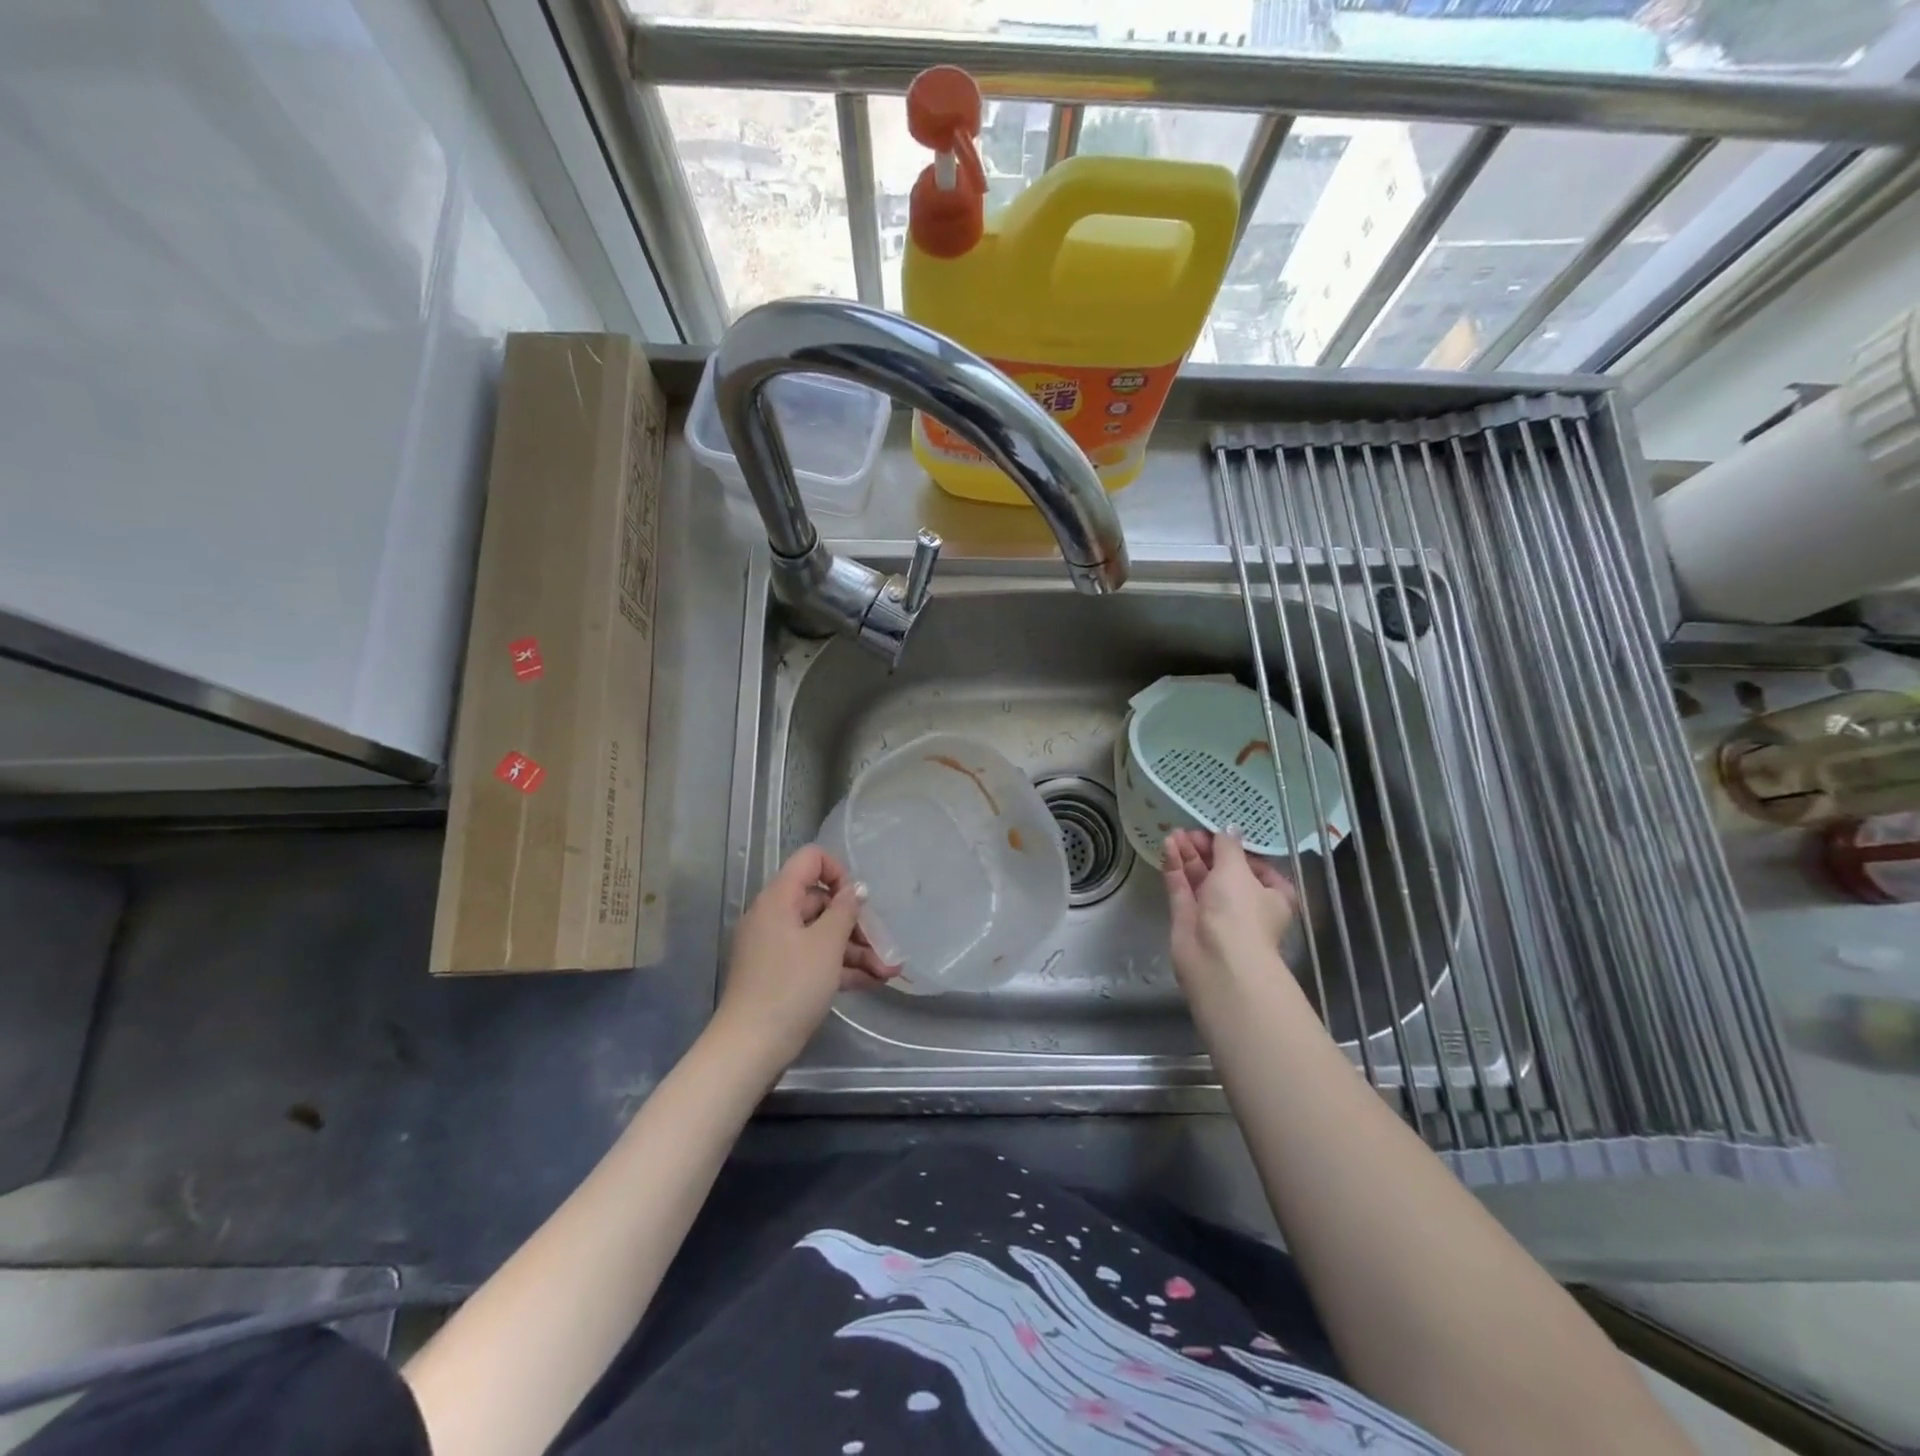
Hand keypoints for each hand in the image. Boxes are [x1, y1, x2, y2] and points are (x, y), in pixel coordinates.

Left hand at [713, 845, 899, 1067]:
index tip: (858, 901)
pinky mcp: (780, 975)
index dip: (838, 872)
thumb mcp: (826, 945)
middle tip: (886, 947)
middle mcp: (774, 916)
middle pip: (821, 903)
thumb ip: (845, 911)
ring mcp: (776, 947)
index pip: (810, 860)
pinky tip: (872, 982)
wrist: (750, 1047)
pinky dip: (840, 967)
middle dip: (858, 924)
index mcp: (779, 899)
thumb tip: (855, 889)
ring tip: (889, 972)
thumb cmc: (790, 986)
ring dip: (857, 950)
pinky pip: (815, 959)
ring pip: (822, 935)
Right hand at [1162, 827, 1300, 997]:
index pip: (1256, 865)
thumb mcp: (1237, 870)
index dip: (1238, 847)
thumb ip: (1228, 846)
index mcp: (1271, 895)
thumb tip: (1229, 828)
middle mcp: (1243, 903)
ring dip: (1189, 854)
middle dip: (1207, 848)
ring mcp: (1214, 911)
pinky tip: (1167, 845)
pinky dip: (1175, 867)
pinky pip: (1182, 887)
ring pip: (1200, 877)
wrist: (1217, 962)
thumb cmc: (1239, 912)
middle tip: (1190, 829)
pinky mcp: (1188, 917)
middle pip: (1224, 869)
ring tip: (1174, 832)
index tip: (1219, 830)